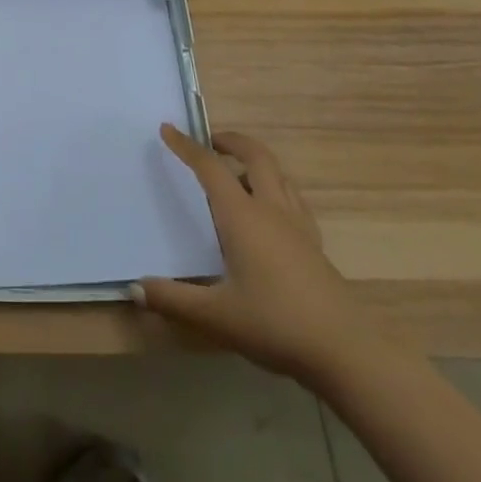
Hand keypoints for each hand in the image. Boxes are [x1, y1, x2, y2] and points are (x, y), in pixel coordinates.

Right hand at [137, 123, 375, 383]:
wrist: (346, 352)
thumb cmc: (275, 324)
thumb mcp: (217, 316)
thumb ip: (173, 300)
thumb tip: (135, 288)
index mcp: (242, 216)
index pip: (209, 167)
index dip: (186, 146)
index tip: (168, 129)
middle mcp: (271, 209)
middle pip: (255, 156)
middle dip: (231, 141)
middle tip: (210, 142)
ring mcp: (298, 225)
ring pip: (278, 174)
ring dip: (255, 161)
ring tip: (235, 173)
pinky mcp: (315, 244)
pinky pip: (292, 197)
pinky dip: (275, 186)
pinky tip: (268, 211)